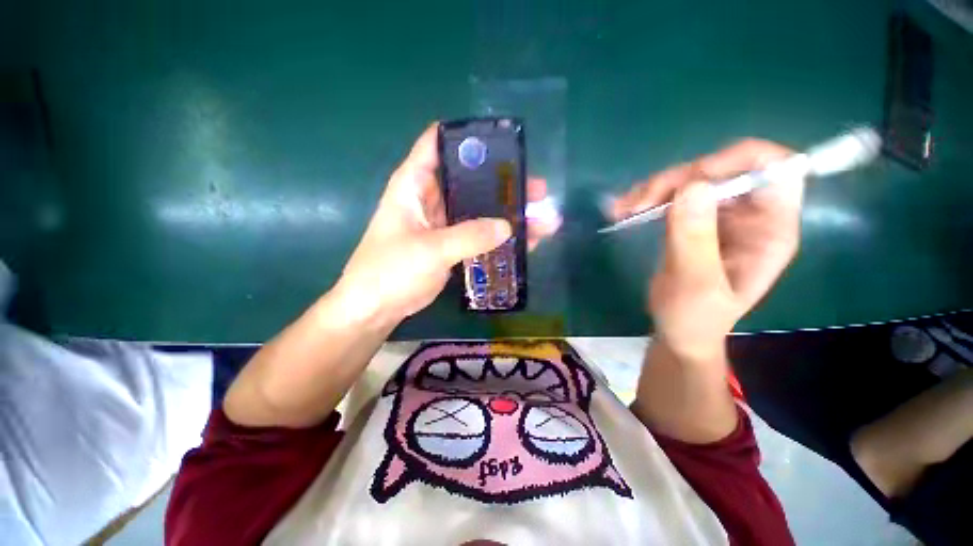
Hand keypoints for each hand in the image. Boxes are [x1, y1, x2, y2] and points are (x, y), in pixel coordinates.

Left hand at [335, 123, 560, 323]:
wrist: (376, 308)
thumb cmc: (391, 271)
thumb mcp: (430, 249)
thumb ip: (469, 236)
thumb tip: (508, 226)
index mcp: (414, 184)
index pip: (439, 143)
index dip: (469, 138)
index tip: (504, 143)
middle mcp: (430, 197)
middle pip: (470, 179)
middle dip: (503, 182)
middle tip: (536, 189)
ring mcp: (442, 222)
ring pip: (478, 209)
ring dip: (506, 213)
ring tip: (540, 217)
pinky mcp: (450, 244)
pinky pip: (478, 234)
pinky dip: (498, 237)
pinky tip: (524, 241)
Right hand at [612, 139, 803, 360]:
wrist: (678, 332)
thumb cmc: (694, 319)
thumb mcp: (695, 286)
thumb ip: (695, 240)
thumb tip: (692, 187)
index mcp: (771, 229)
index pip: (776, 170)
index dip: (736, 162)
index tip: (689, 181)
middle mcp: (751, 214)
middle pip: (722, 170)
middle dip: (677, 181)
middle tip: (636, 204)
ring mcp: (722, 215)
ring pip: (691, 180)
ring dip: (653, 189)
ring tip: (621, 209)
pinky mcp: (696, 219)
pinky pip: (672, 195)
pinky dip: (645, 199)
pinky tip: (622, 210)